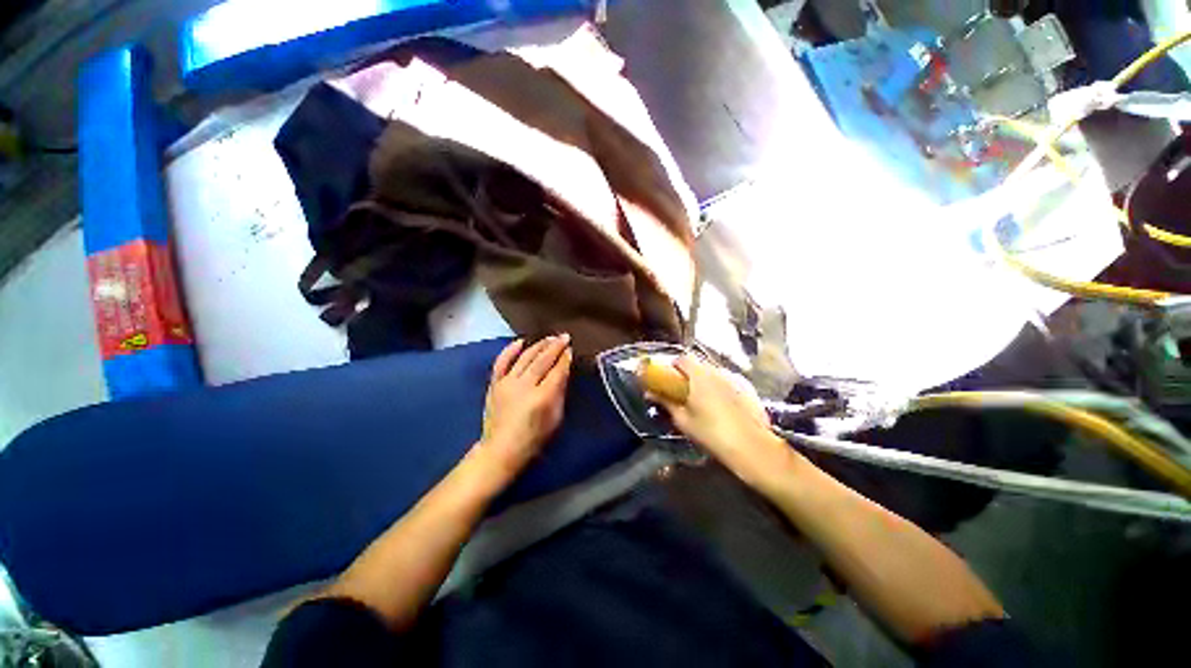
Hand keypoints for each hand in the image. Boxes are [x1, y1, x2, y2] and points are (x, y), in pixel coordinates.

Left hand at [478, 335, 573, 475]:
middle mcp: (525, 386)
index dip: (565, 358)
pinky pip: (502, 362)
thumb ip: (559, 393)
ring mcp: (507, 383)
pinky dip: (510, 350)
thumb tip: (563, 372)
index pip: (557, 371)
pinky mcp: (495, 384)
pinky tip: (521, 341)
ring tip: (549, 338)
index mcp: (542, 397)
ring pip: (525, 358)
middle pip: (543, 360)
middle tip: (565, 337)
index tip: (570, 348)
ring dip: (539, 345)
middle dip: (555, 347)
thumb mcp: (555, 418)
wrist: (501, 449)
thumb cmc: (534, 437)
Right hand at [651, 356, 791, 485]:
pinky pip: (728, 381)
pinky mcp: (748, 388)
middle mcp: (717, 371)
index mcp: (699, 375)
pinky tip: (722, 406)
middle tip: (684, 392)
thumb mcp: (683, 420)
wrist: (752, 448)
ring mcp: (735, 378)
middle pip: (698, 364)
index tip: (669, 380)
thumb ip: (666, 402)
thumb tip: (650, 393)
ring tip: (703, 401)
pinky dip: (720, 387)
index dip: (673, 366)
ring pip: (714, 372)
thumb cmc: (711, 433)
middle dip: (688, 374)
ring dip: (705, 380)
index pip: (682, 358)